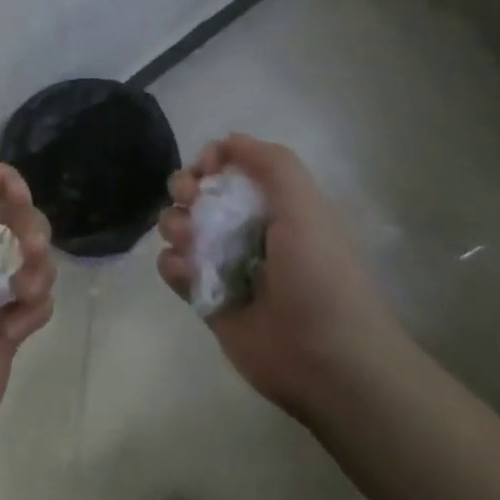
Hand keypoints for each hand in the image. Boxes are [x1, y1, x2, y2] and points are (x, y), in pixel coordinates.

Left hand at [0, 164, 54, 474]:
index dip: (3, 187)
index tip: (20, 201)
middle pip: (12, 221)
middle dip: (28, 228)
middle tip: (29, 249)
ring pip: (31, 260)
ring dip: (36, 270)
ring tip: (21, 294)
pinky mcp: (5, 330)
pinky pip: (37, 302)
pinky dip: (33, 308)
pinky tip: (14, 328)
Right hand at [157, 134, 394, 421]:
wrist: (326, 359)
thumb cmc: (319, 274)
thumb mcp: (306, 205)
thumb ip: (271, 163)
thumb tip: (229, 139)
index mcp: (274, 205)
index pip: (230, 167)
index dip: (211, 160)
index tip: (205, 169)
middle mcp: (246, 230)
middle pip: (197, 193)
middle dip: (185, 189)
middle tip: (190, 200)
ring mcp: (223, 265)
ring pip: (179, 228)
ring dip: (175, 226)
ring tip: (189, 243)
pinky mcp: (205, 299)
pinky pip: (173, 270)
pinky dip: (173, 266)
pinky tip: (187, 274)